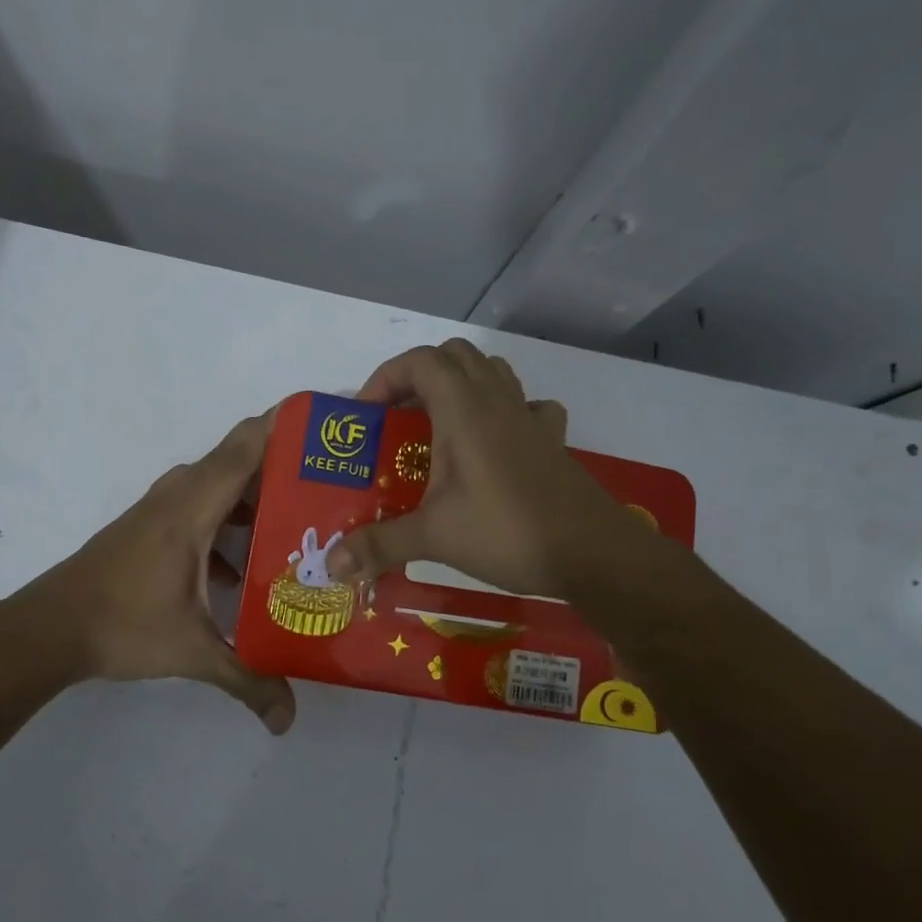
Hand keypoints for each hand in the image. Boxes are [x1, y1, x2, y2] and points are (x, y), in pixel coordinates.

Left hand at [19, 411, 295, 733]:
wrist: (50, 629)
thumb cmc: (122, 625)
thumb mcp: (192, 652)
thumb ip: (246, 679)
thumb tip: (288, 718)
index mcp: (192, 508)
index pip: (244, 448)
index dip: (284, 426)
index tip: (325, 421)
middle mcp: (178, 496)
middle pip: (239, 462)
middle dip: (286, 467)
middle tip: (334, 485)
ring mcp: (162, 509)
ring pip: (220, 485)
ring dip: (258, 496)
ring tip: (304, 521)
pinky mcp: (152, 527)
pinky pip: (203, 505)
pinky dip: (231, 519)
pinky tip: (252, 562)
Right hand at [326, 339, 639, 599]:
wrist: (591, 551)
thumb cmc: (506, 530)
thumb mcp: (434, 537)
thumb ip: (379, 545)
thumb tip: (330, 565)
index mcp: (464, 409)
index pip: (419, 361)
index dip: (385, 378)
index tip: (366, 416)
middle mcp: (497, 401)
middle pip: (454, 356)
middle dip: (418, 376)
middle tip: (398, 418)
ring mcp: (529, 418)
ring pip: (492, 372)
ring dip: (460, 385)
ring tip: (439, 424)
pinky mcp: (552, 441)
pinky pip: (527, 405)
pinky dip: (505, 411)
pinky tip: (496, 442)